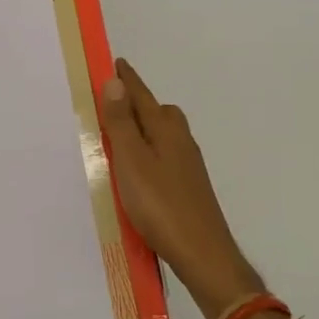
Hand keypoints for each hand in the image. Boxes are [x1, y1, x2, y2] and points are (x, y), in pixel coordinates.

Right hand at [102, 58, 263, 318]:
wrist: (204, 255)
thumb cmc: (161, 206)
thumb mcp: (132, 161)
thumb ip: (122, 123)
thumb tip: (115, 81)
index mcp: (165, 131)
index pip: (142, 96)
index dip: (127, 80)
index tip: (116, 62)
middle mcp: (181, 142)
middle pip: (160, 112)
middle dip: (139, 102)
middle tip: (113, 102)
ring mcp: (188, 166)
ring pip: (165, 134)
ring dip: (144, 127)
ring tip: (120, 136)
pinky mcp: (189, 187)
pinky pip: (166, 155)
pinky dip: (150, 150)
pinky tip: (139, 170)